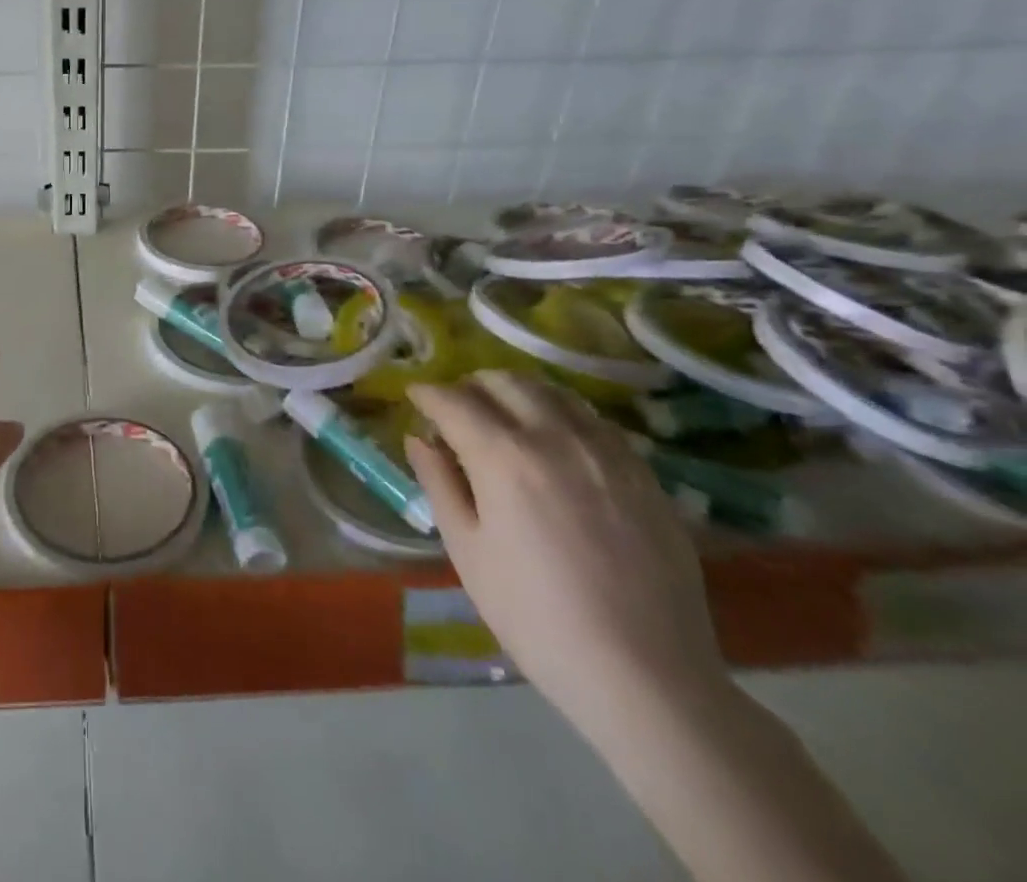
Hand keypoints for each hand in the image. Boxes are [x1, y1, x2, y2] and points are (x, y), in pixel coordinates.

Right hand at [406, 371, 727, 735]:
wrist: (646, 678)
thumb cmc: (535, 616)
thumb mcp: (467, 550)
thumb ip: (439, 483)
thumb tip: (418, 438)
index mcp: (503, 456)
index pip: (453, 400)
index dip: (427, 394)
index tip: (414, 396)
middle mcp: (555, 437)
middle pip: (505, 382)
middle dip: (471, 386)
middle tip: (456, 408)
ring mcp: (606, 453)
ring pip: (554, 392)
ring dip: (518, 393)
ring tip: (504, 417)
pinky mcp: (644, 475)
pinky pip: (595, 421)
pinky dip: (563, 414)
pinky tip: (557, 442)